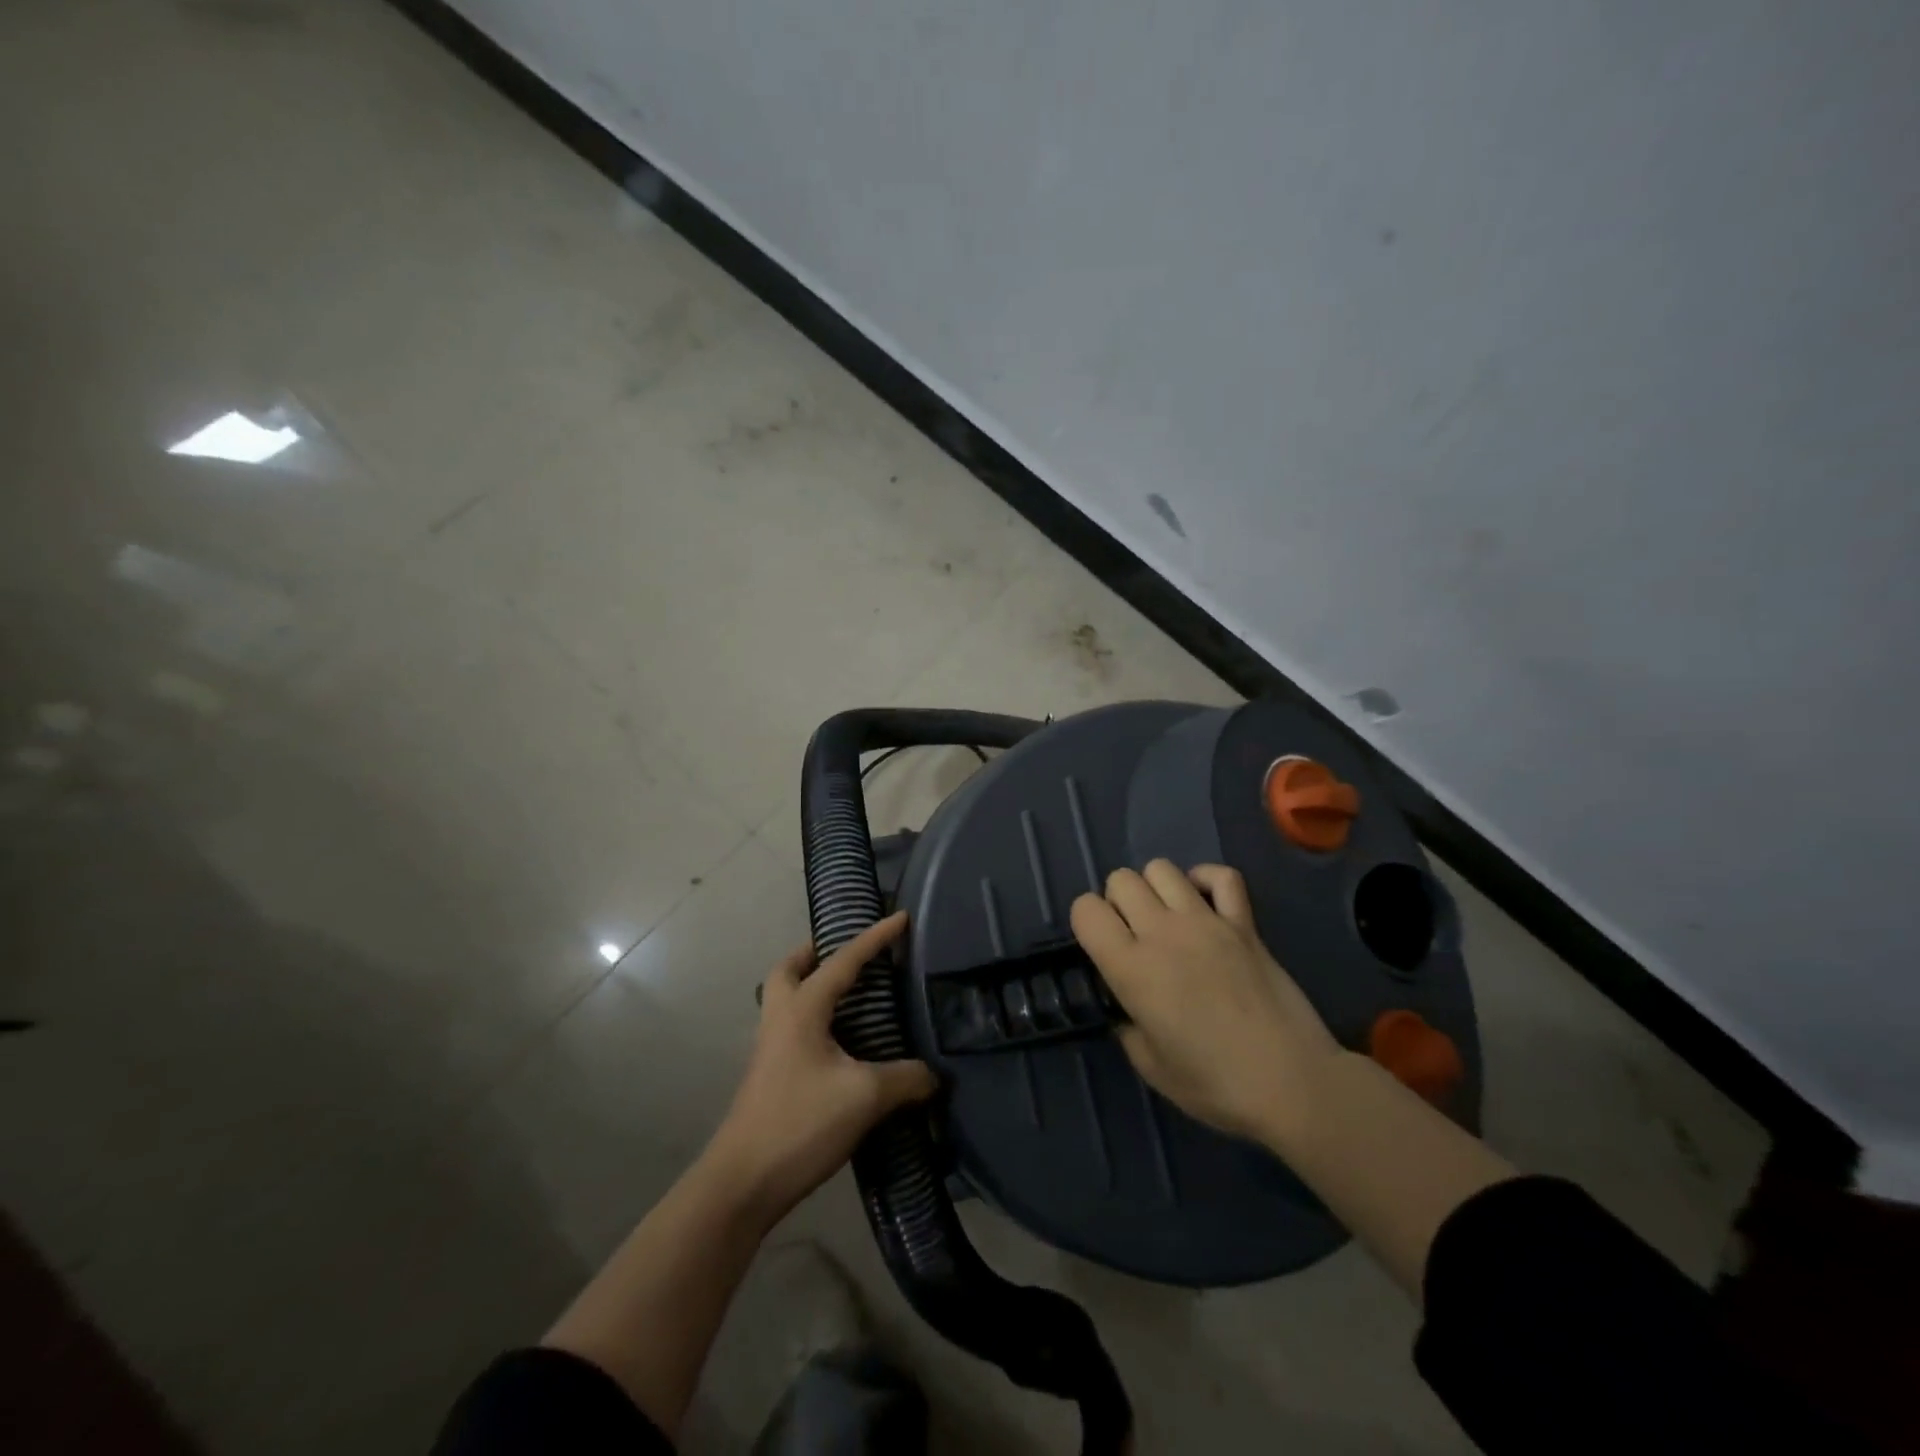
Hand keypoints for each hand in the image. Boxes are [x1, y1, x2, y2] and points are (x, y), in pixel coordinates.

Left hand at [706, 913, 936, 1223]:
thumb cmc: (801, 1123)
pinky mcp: (770, 1077)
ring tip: (851, 996)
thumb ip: (905, 1079)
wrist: (742, 1183)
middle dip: (817, 953)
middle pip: (790, 969)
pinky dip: (815, 1020)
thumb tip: (934, 1075)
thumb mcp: (864, 1097)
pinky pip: (793, 1028)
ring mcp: (770, 1049)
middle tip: (850, 954)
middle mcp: (781, 1019)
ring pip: (786, 999)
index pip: (844, 960)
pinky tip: (841, 1045)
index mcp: (802, 1009)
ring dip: (812, 985)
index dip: (875, 937)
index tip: (901, 917)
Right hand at [1070, 861, 1341, 1145]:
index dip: (1086, 922)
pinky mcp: (1244, 923)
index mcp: (1132, 968)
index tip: (1101, 948)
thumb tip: (1125, 1004)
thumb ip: (1126, 1025)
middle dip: (1117, 902)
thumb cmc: (1215, 1085)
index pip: (1086, 909)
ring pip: (1162, 868)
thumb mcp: (1150, 1066)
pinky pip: (1222, 876)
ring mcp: (1207, 921)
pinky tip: (1204, 905)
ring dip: (1155, 889)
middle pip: (1121, 880)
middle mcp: (1163, 932)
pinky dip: (1206, 880)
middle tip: (1133, 937)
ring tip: (1166, 920)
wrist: (1292, 1083)